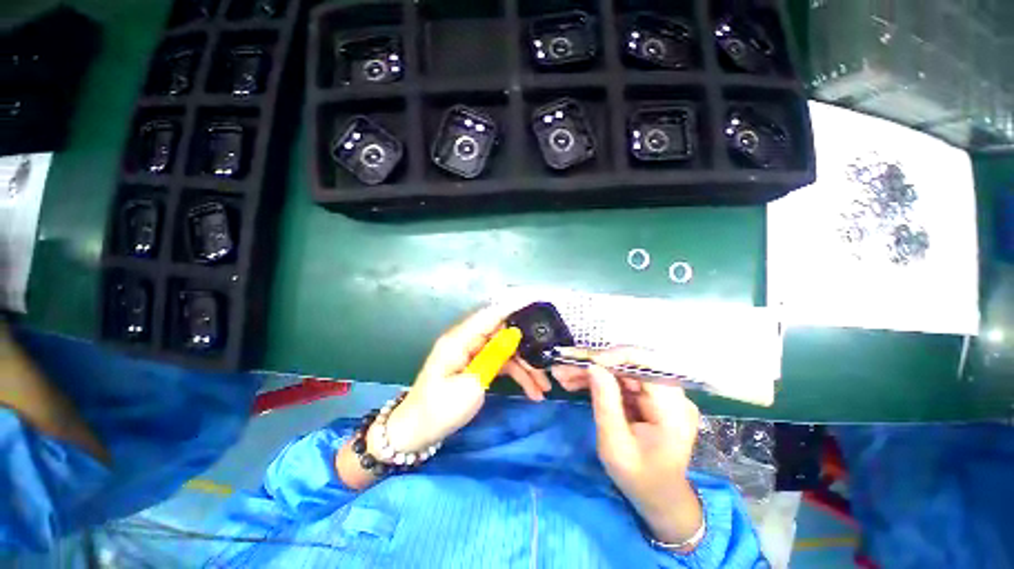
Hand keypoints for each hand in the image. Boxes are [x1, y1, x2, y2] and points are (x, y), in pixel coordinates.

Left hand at [381, 302, 551, 454]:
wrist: (417, 433)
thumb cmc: (440, 409)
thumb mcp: (472, 384)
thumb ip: (494, 356)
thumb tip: (514, 334)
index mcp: (460, 339)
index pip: (491, 314)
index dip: (514, 307)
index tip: (537, 303)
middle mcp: (467, 340)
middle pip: (503, 334)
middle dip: (527, 349)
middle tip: (547, 368)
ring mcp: (472, 353)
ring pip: (506, 351)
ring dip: (525, 367)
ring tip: (543, 388)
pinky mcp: (476, 365)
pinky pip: (501, 363)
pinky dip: (516, 375)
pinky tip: (531, 390)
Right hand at [553, 348, 703, 545]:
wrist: (659, 498)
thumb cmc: (638, 477)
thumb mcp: (615, 444)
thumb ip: (606, 402)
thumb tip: (594, 366)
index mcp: (672, 409)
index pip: (647, 365)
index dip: (615, 357)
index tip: (586, 363)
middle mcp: (673, 395)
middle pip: (631, 366)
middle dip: (595, 365)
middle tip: (565, 369)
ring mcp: (662, 395)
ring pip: (623, 371)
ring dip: (593, 373)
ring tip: (565, 377)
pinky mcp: (650, 397)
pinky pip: (623, 381)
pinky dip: (600, 382)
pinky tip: (577, 384)